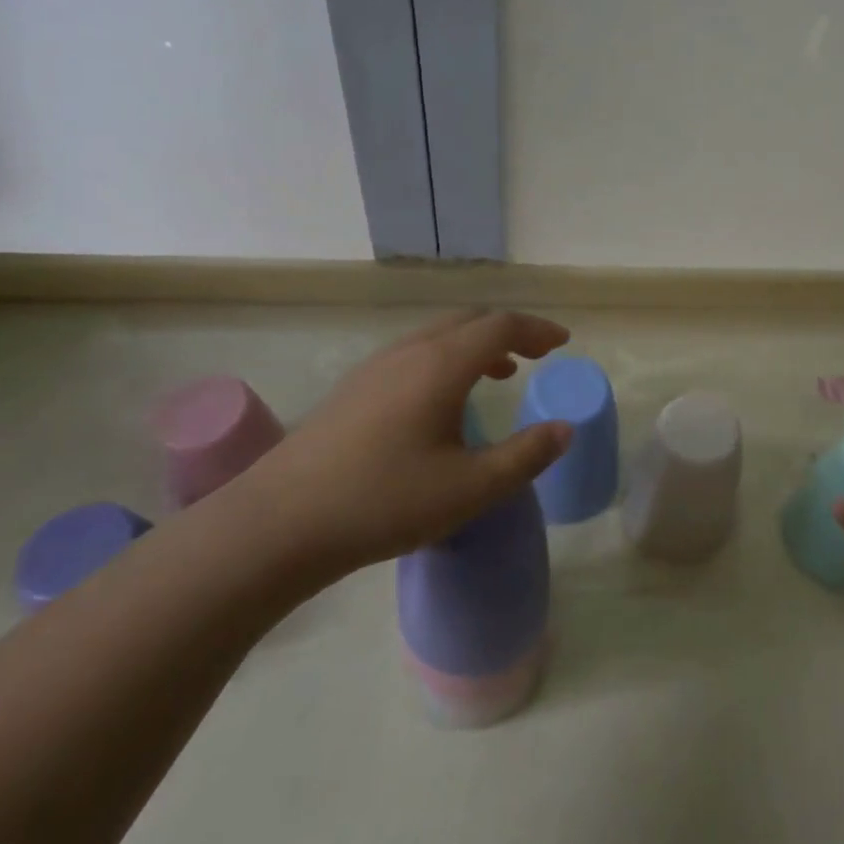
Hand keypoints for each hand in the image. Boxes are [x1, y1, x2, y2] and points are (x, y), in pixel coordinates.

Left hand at [234, 310, 573, 586]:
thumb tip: (564, 429)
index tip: (563, 343)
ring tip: (499, 373)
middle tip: (538, 353)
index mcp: (442, 364)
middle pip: (469, 320)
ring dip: (476, 344)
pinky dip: (447, 358)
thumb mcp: (470, 488)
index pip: (501, 326)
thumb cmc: (385, 502)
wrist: (279, 523)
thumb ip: (525, 456)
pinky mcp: (353, 388)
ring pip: (438, 335)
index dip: (537, 329)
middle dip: (510, 331)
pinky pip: (414, 353)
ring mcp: (375, 367)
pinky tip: (443, 400)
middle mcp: (410, 352)